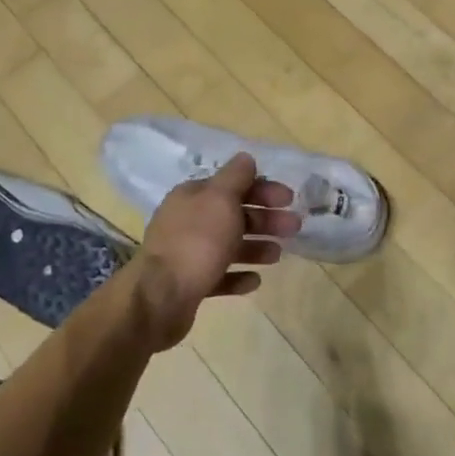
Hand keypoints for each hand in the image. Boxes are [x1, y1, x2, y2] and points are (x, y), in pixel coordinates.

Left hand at [131, 154, 298, 346]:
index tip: (289, 199)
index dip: (262, 189)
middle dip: (264, 219)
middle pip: (233, 215)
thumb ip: (235, 177)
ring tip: (277, 255)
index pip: (232, 185)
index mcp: (192, 196)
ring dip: (255, 247)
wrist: (161, 297)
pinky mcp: (189, 284)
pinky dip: (238, 275)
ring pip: (228, 245)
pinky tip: (254, 281)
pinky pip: (219, 276)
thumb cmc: (197, 242)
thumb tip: (246, 158)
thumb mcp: (220, 199)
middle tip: (293, 227)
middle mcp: (187, 221)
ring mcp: (187, 254)